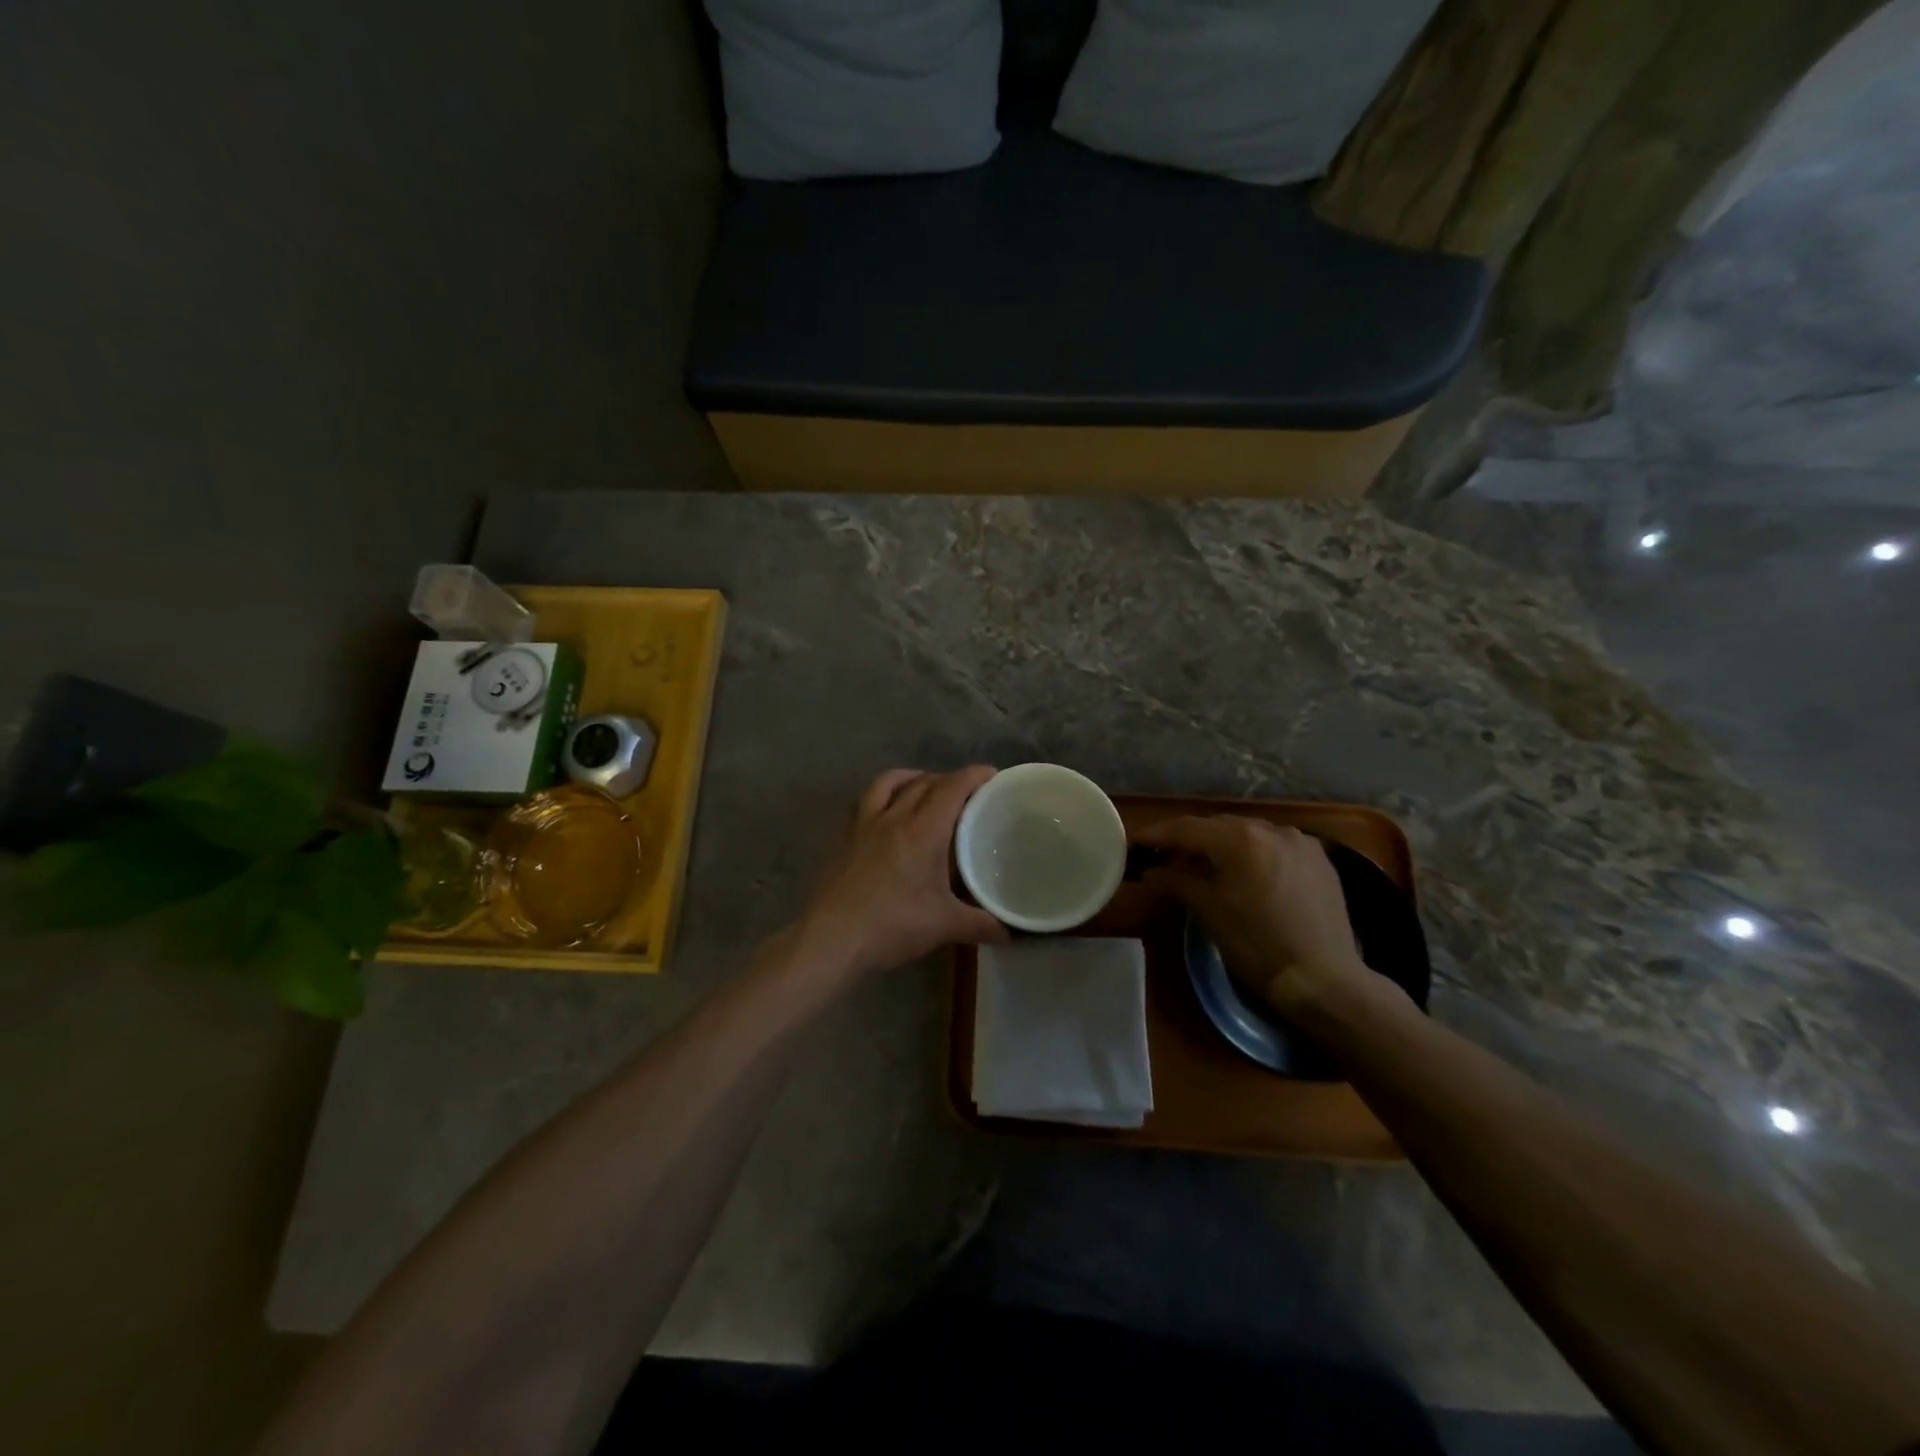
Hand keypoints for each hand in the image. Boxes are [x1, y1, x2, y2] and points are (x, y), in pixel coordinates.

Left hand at [795, 767, 1009, 979]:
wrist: (832, 938)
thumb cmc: (892, 925)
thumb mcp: (943, 926)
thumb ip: (979, 924)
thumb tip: (1009, 932)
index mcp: (923, 831)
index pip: (952, 788)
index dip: (973, 776)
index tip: (991, 773)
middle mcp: (894, 817)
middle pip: (924, 782)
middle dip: (949, 779)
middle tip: (967, 792)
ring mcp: (865, 825)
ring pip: (890, 782)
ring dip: (912, 777)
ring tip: (925, 787)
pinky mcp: (846, 837)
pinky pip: (867, 800)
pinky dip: (884, 793)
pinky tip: (889, 811)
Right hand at [1135, 815, 1367, 1013]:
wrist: (1322, 979)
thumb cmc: (1256, 944)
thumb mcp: (1208, 911)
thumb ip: (1176, 881)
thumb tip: (1151, 872)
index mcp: (1239, 839)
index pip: (1187, 828)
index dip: (1158, 834)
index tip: (1136, 841)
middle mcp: (1271, 829)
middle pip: (1219, 826)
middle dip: (1191, 839)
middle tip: (1166, 855)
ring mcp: (1300, 842)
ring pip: (1249, 834)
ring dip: (1224, 844)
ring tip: (1206, 864)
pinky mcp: (1320, 859)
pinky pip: (1276, 846)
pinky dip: (1255, 853)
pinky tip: (1247, 872)